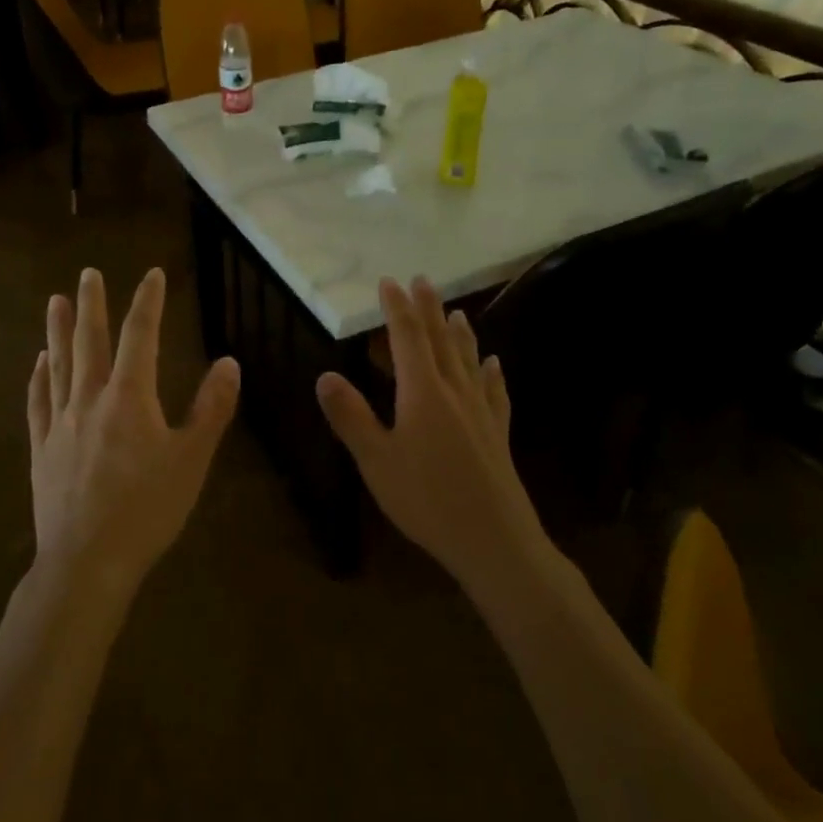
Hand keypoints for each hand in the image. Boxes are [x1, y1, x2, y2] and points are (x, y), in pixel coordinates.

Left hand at [28, 268, 240, 588]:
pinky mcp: (41, 448)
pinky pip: (38, 403)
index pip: (139, 336)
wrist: (87, 560)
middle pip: (90, 342)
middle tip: (88, 273)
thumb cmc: (147, 510)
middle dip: (93, 304)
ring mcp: (59, 423)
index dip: (147, 302)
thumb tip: (229, 362)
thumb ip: (211, 408)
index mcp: (129, 398)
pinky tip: (38, 363)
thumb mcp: (191, 459)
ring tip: (56, 301)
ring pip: (59, 365)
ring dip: (58, 330)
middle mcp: (89, 399)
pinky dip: (39, 378)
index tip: (152, 275)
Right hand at [317, 277, 548, 587]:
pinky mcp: (497, 433)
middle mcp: (455, 391)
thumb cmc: (427, 500)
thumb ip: (351, 416)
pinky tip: (494, 365)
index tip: (389, 281)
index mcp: (422, 392)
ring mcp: (481, 412)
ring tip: (457, 311)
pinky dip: (491, 373)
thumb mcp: (376, 460)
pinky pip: (494, 391)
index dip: (397, 308)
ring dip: (460, 333)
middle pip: (441, 340)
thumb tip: (325, 376)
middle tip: (422, 280)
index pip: (407, 338)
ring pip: (469, 360)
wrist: (494, 540)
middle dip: (429, 308)